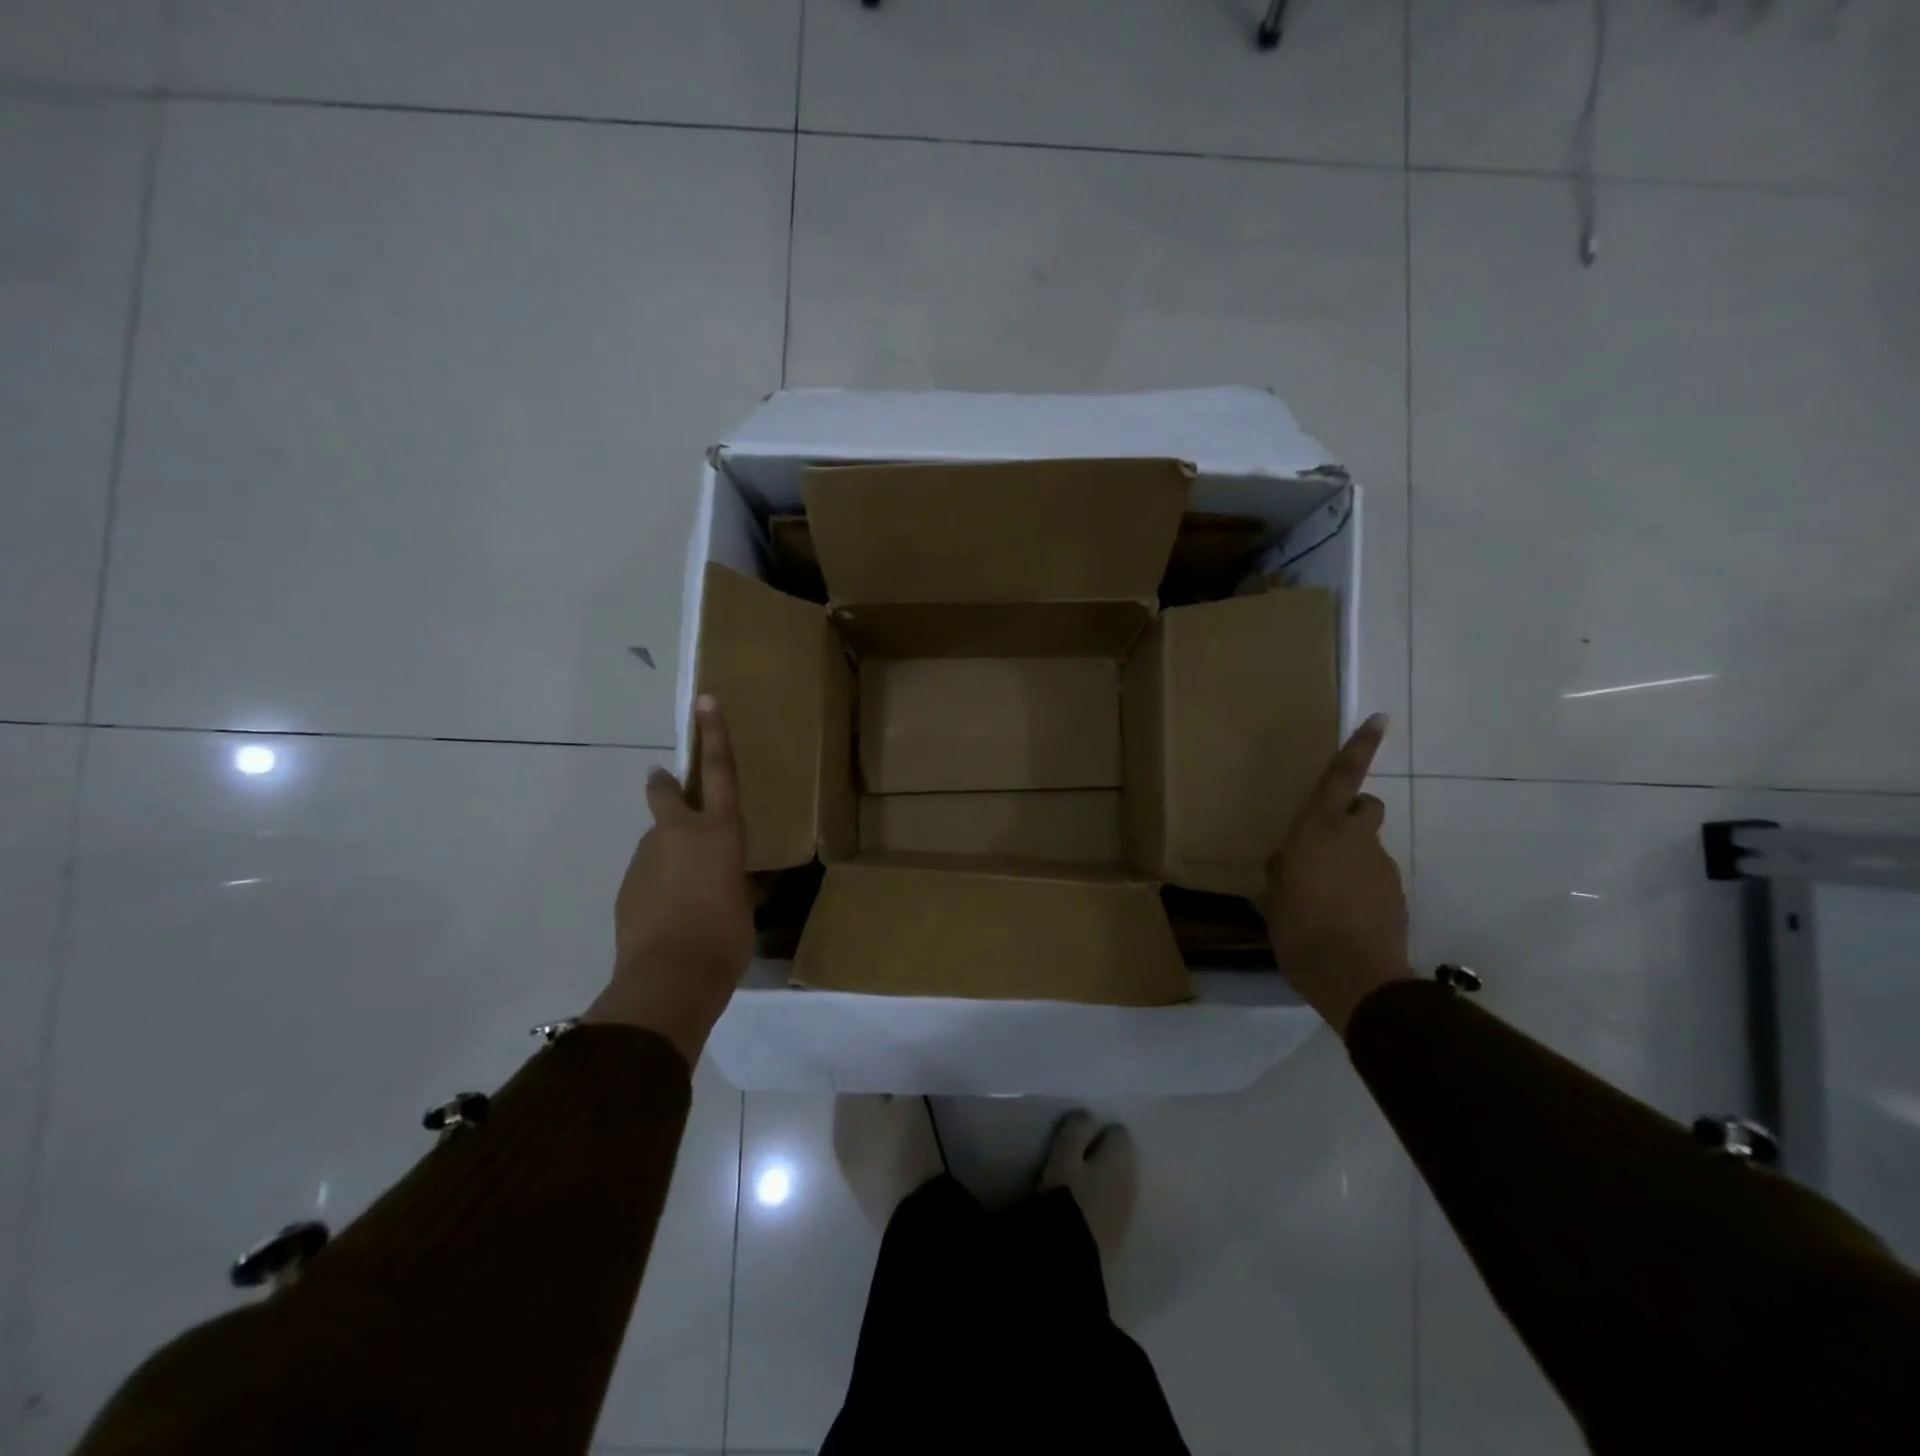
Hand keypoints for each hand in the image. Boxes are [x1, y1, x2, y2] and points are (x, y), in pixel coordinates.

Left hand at [585, 695, 752, 1063]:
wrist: (669, 979)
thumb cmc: (725, 937)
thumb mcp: (740, 900)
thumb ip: (726, 875)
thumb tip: (716, 875)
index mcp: (719, 833)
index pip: (720, 773)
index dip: (715, 735)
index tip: (705, 700)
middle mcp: (679, 834)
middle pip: (667, 795)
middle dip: (667, 786)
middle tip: (664, 783)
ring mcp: (646, 859)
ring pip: (658, 843)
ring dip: (669, 856)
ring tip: (686, 896)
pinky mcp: (627, 887)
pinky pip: (647, 875)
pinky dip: (658, 885)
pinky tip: (670, 916)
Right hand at [1263, 714, 1411, 1036]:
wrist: (1354, 976)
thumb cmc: (1299, 928)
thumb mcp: (1274, 898)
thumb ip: (1283, 872)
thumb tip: (1287, 863)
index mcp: (1318, 830)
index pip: (1342, 777)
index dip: (1360, 746)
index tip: (1380, 719)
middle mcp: (1354, 838)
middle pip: (1364, 806)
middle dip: (1351, 813)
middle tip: (1325, 841)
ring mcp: (1381, 866)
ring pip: (1368, 846)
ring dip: (1351, 858)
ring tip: (1326, 896)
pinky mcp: (1397, 894)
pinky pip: (1375, 877)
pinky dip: (1362, 887)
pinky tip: (1343, 916)